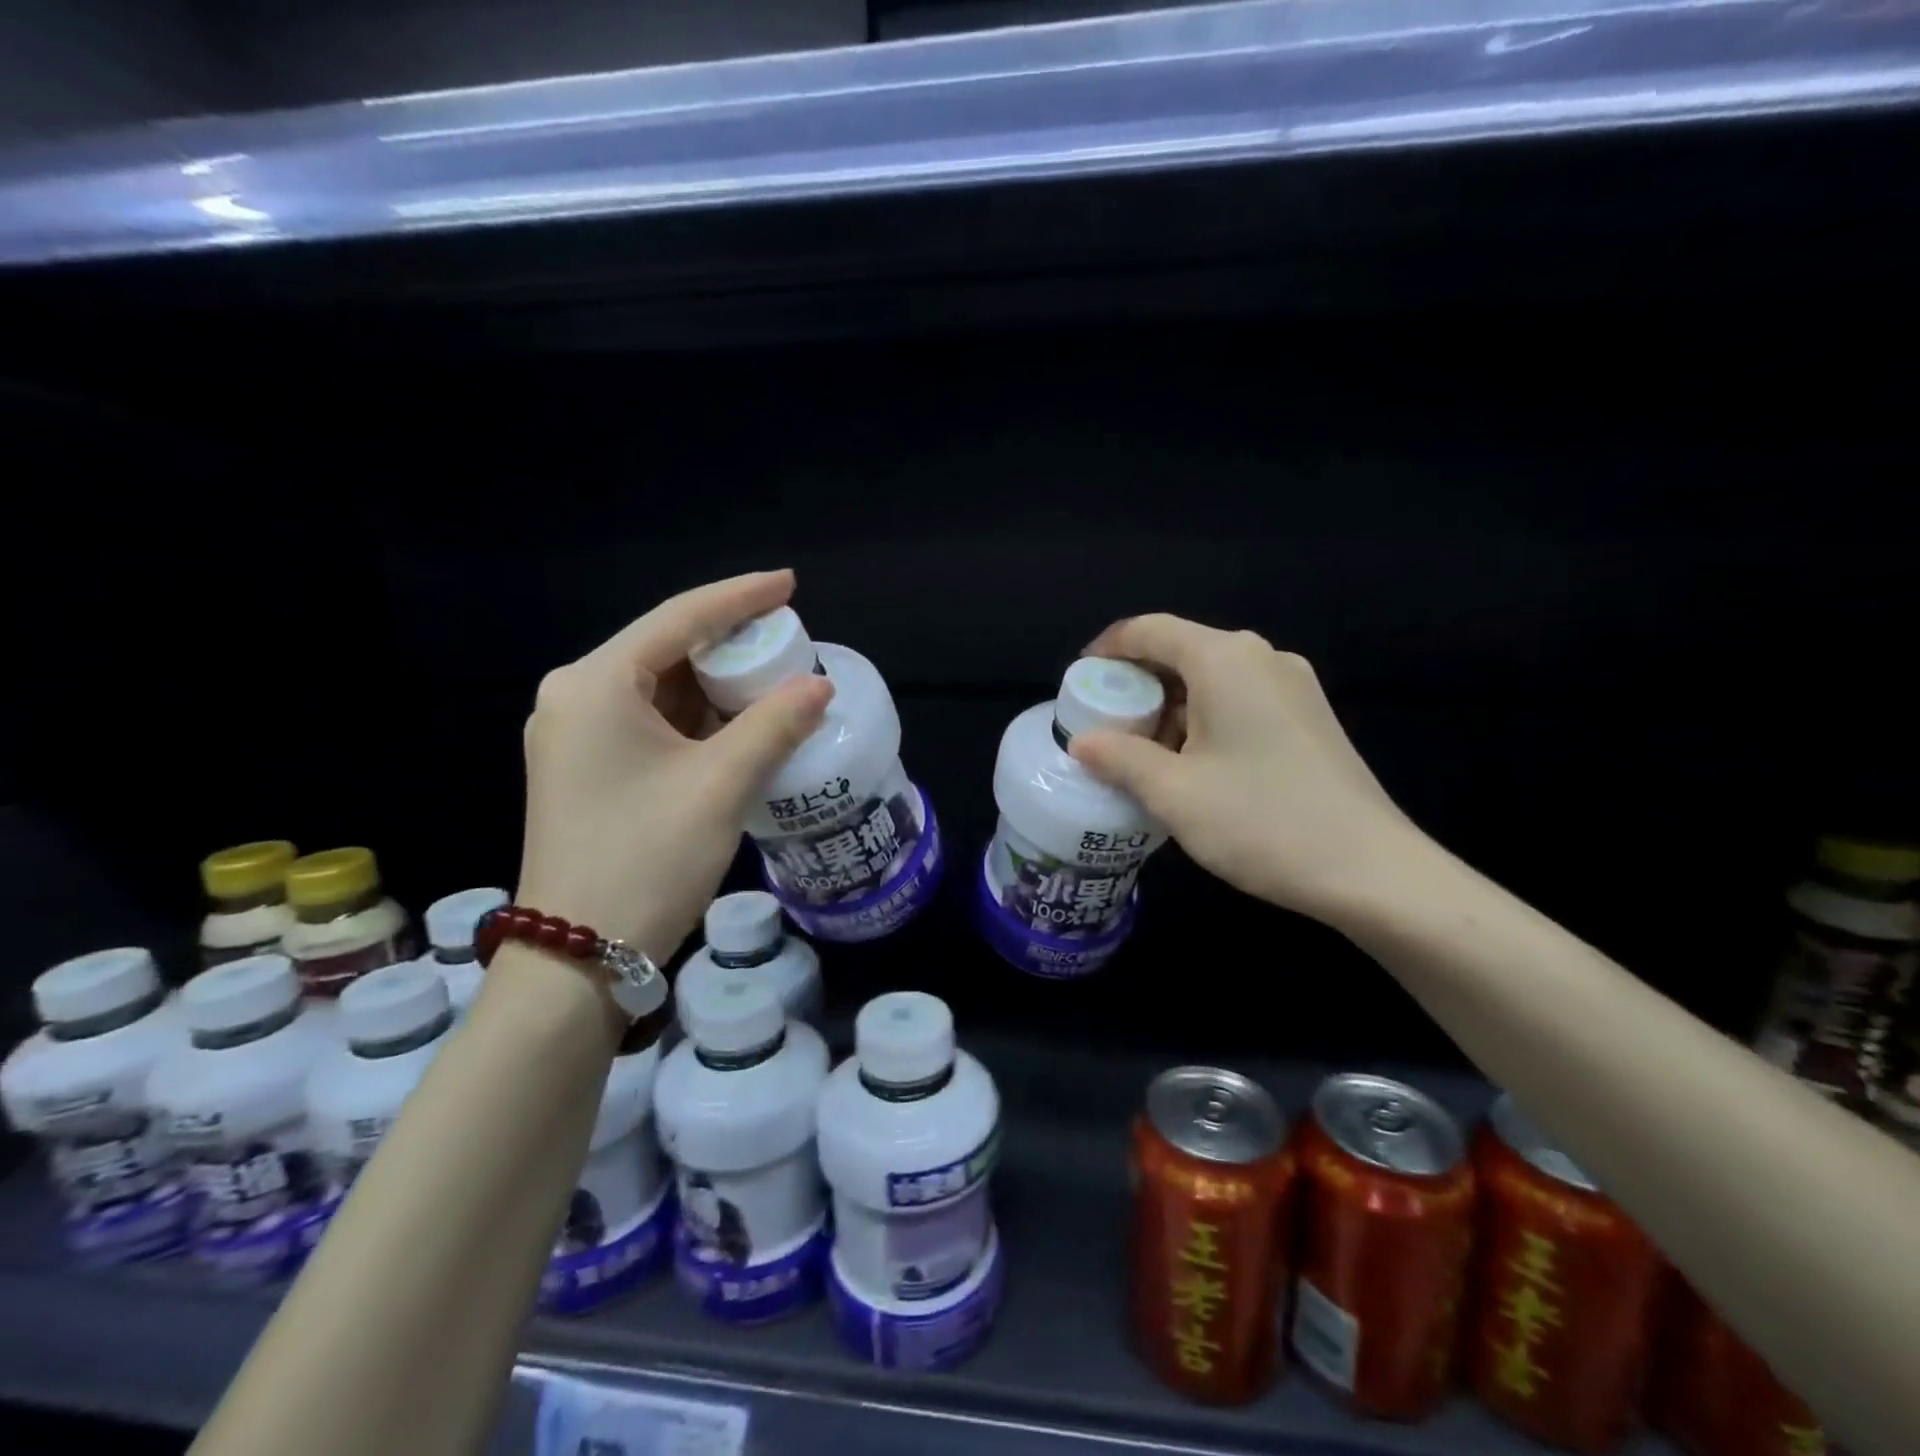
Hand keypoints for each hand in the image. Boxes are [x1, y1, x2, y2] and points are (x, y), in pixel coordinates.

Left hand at [515, 570, 831, 961]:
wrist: (576, 956)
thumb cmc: (647, 859)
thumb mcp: (721, 786)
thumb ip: (775, 725)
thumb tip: (819, 684)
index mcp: (596, 684)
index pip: (679, 618)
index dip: (740, 597)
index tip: (790, 583)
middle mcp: (576, 697)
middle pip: (666, 649)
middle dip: (731, 643)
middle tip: (790, 641)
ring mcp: (576, 735)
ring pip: (660, 688)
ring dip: (717, 684)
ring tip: (776, 679)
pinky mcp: (586, 768)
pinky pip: (650, 721)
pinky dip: (698, 718)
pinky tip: (740, 723)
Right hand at [1069, 614, 1422, 925]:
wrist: (1370, 870)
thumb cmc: (1260, 821)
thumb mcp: (1172, 793)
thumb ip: (1118, 758)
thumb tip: (1082, 742)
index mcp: (1224, 659)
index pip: (1149, 630)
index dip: (1106, 649)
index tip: (1078, 682)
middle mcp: (1261, 658)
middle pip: (1181, 651)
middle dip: (1136, 685)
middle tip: (1104, 726)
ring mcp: (1293, 686)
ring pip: (1211, 678)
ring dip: (1170, 706)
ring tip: (1143, 754)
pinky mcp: (1309, 716)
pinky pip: (1240, 699)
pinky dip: (1203, 718)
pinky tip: (1192, 764)